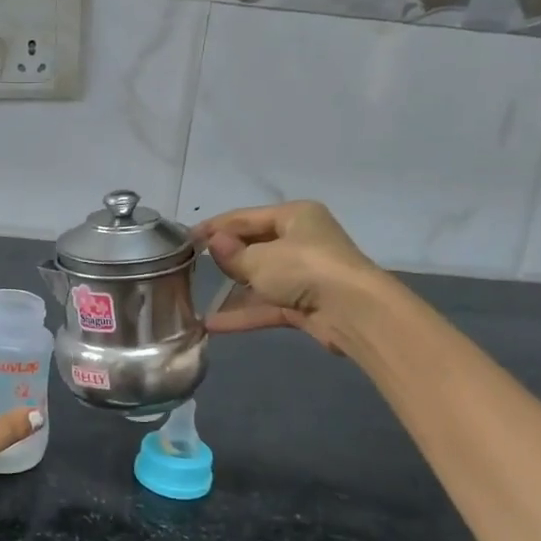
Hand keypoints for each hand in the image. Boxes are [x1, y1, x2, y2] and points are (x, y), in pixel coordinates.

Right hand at [194, 201, 383, 350]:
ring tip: (196, 299)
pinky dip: (244, 313)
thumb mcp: (259, 258)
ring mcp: (304, 274)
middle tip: (192, 268)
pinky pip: (267, 304)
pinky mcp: (305, 303)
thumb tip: (214, 245)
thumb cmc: (304, 268)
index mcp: (294, 216)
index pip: (244, 217)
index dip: (214, 228)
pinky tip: (213, 324)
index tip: (186, 239)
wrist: (354, 312)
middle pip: (253, 246)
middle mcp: (301, 240)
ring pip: (259, 278)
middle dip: (225, 259)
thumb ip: (232, 254)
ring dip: (231, 291)